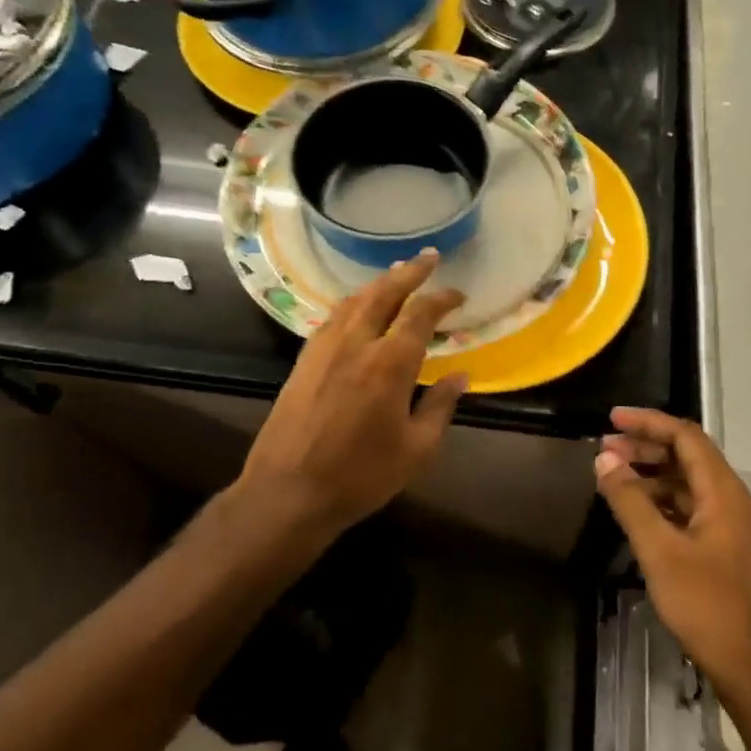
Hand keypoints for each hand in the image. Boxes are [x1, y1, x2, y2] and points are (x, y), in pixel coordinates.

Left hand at [240, 251, 466, 536]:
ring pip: (354, 301)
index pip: (420, 314)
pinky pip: (334, 317)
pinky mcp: (304, 361)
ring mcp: (324, 349)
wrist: (288, 493)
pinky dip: (354, 303)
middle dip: (409, 272)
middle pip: (384, 293)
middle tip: (429, 257)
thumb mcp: (417, 449)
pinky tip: (359, 307)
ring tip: (397, 274)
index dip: (442, 298)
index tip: (458, 294)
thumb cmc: (361, 476)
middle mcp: (356, 344)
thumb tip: (461, 376)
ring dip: (379, 283)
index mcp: (389, 364)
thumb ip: (440, 406)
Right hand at [595, 409, 750, 731]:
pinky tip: (641, 514)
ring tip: (615, 478)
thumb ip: (631, 502)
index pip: (686, 436)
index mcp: (723, 492)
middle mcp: (734, 501)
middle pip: (689, 457)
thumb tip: (605, 459)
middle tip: (605, 450)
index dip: (648, 422)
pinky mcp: (731, 551)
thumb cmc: (710, 608)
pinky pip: (694, 510)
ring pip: (691, 485)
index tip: (612, 419)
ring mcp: (735, 527)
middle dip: (647, 448)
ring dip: (654, 476)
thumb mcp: (661, 553)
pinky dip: (665, 502)